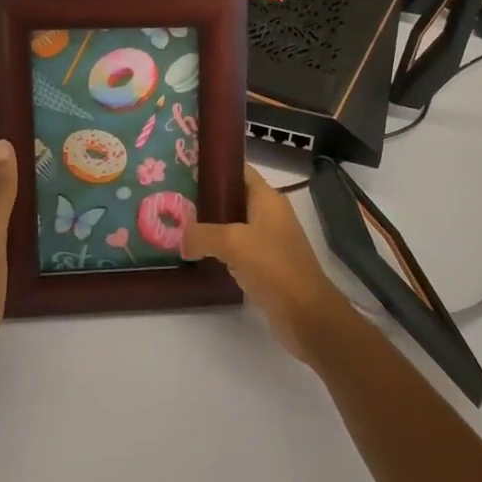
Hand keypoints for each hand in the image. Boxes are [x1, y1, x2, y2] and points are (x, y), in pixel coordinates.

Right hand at [183, 166, 349, 361]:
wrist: (306, 314)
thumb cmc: (273, 266)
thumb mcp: (233, 242)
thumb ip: (202, 234)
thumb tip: (182, 239)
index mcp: (268, 199)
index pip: (240, 170)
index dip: (216, 166)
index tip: (185, 167)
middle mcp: (270, 215)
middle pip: (234, 198)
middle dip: (206, 199)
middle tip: (174, 201)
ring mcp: (269, 242)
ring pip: (234, 226)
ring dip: (211, 228)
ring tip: (180, 228)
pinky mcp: (266, 267)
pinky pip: (238, 252)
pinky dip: (220, 252)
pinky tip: (199, 258)